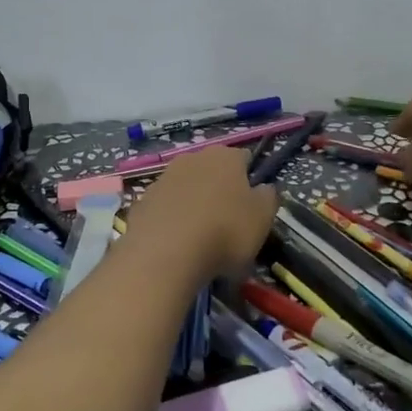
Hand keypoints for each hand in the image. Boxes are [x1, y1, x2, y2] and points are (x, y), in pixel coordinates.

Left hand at [121, 147, 279, 282]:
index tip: (252, 205)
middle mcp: (193, 158)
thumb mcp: (262, 218)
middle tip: (227, 221)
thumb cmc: (225, 232)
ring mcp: (163, 178)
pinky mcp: (143, 201)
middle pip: (212, 171)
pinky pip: (165, 207)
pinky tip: (176, 243)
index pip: (244, 159)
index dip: (250, 179)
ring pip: (186, 187)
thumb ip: (268, 198)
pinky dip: (172, 219)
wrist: (165, 253)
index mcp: (225, 157)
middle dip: (220, 190)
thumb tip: (265, 188)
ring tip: (200, 237)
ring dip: (194, 203)